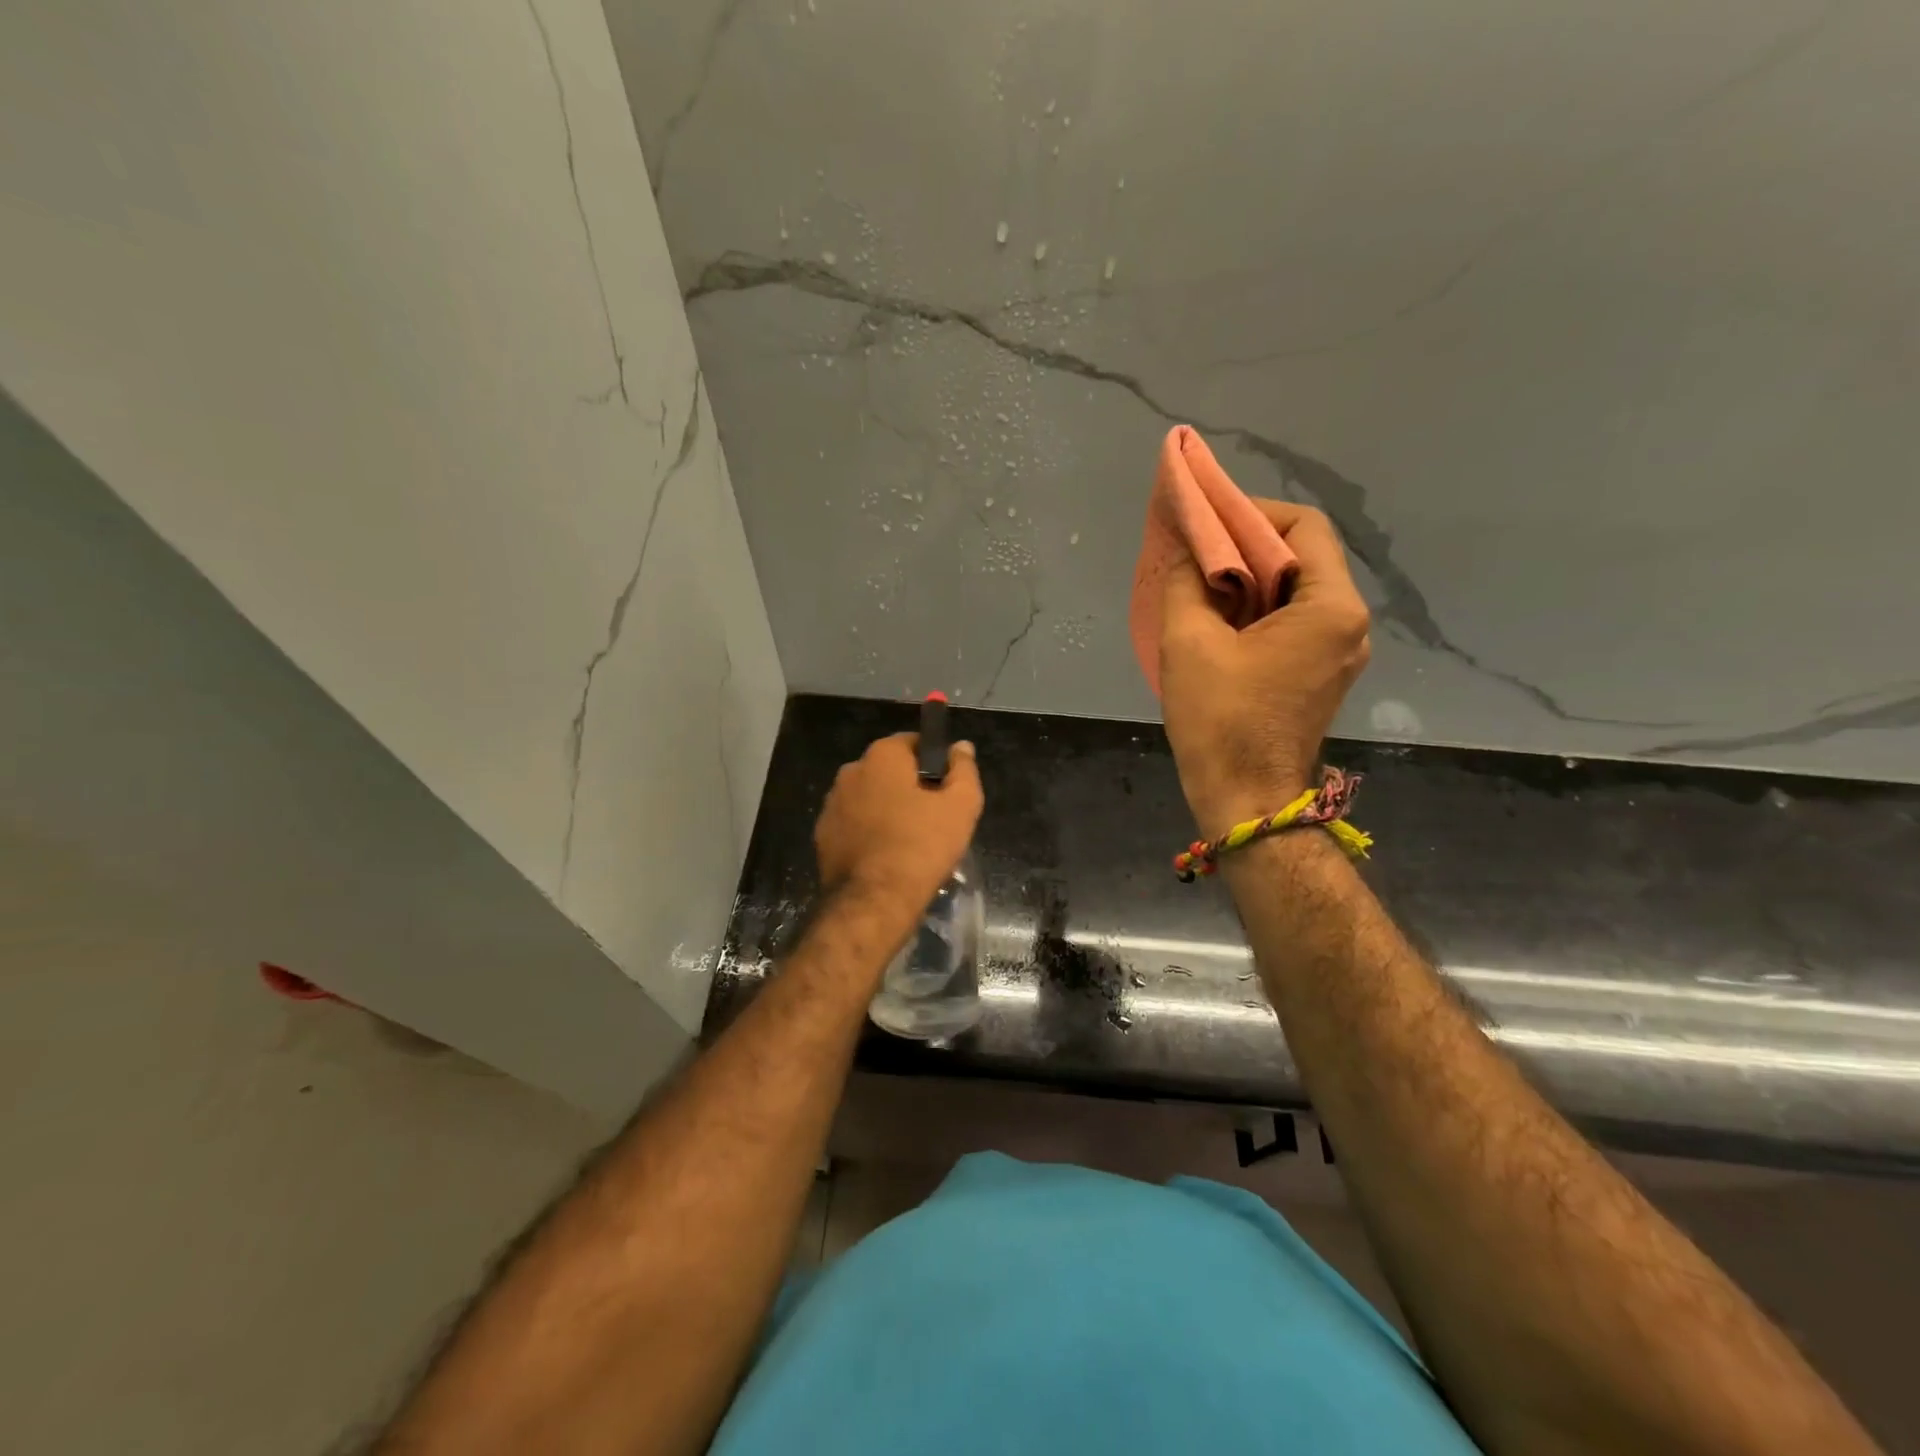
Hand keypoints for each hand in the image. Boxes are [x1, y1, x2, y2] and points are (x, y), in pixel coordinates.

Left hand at [814, 732, 983, 925]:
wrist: (874, 900)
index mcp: (882, 755)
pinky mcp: (823, 834)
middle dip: (909, 786)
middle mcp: (851, 770)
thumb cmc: (923, 845)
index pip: (914, 743)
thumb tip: (960, 746)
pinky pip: (854, 823)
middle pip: (890, 770)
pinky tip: (885, 855)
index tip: (948, 788)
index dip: (935, 762)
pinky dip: (869, 831)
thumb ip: (964, 768)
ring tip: (909, 840)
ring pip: (870, 797)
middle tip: (933, 816)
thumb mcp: (961, 805)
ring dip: (887, 809)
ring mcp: (832, 803)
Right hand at [1160, 500, 1371, 836]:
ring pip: (1295, 591)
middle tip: (1194, 551)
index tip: (1204, 522)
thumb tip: (1188, 548)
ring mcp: (1339, 651)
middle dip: (1245, 547)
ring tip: (1198, 584)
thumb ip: (1187, 581)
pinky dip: (1256, 610)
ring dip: (1248, 580)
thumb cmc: (1220, 719)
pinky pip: (1292, 622)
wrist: (1245, 800)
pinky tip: (1217, 619)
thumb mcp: (1189, 641)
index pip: (1302, 526)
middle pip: (1302, 557)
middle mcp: (1349, 623)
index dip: (1250, 513)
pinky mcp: (1321, 674)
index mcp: (1330, 607)